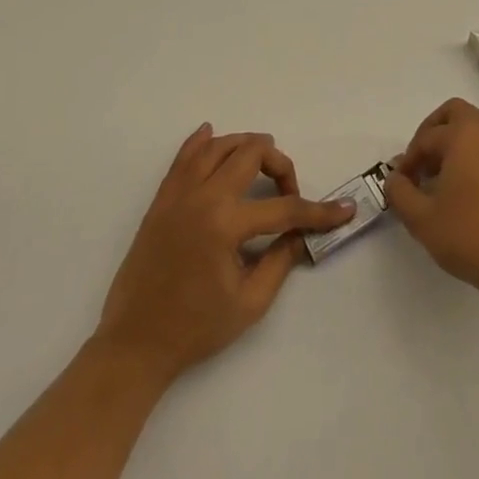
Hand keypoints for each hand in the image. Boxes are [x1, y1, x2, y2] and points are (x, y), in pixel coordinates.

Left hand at [93, 125, 352, 387]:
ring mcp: (178, 194)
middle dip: (280, 165)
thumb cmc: (195, 329)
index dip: (318, 211)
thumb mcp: (249, 304)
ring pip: (219, 145)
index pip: (284, 208)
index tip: (344, 210)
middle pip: (251, 154)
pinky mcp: (161, 199)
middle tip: (290, 191)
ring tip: (263, 162)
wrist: (133, 345)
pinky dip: (201, 141)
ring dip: (246, 146)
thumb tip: (299, 233)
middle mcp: (203, 197)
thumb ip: (280, 261)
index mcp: (226, 225)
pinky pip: (183, 156)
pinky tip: (212, 134)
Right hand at [384, 97, 478, 304]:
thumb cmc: (470, 236)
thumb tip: (394, 178)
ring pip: (476, 130)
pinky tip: (467, 192)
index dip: (408, 160)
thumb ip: (400, 193)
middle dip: (433, 133)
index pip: (426, 137)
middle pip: (455, 114)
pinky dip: (475, 157)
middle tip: (422, 165)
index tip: (401, 184)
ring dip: (455, 145)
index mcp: (464, 134)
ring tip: (442, 182)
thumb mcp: (422, 219)